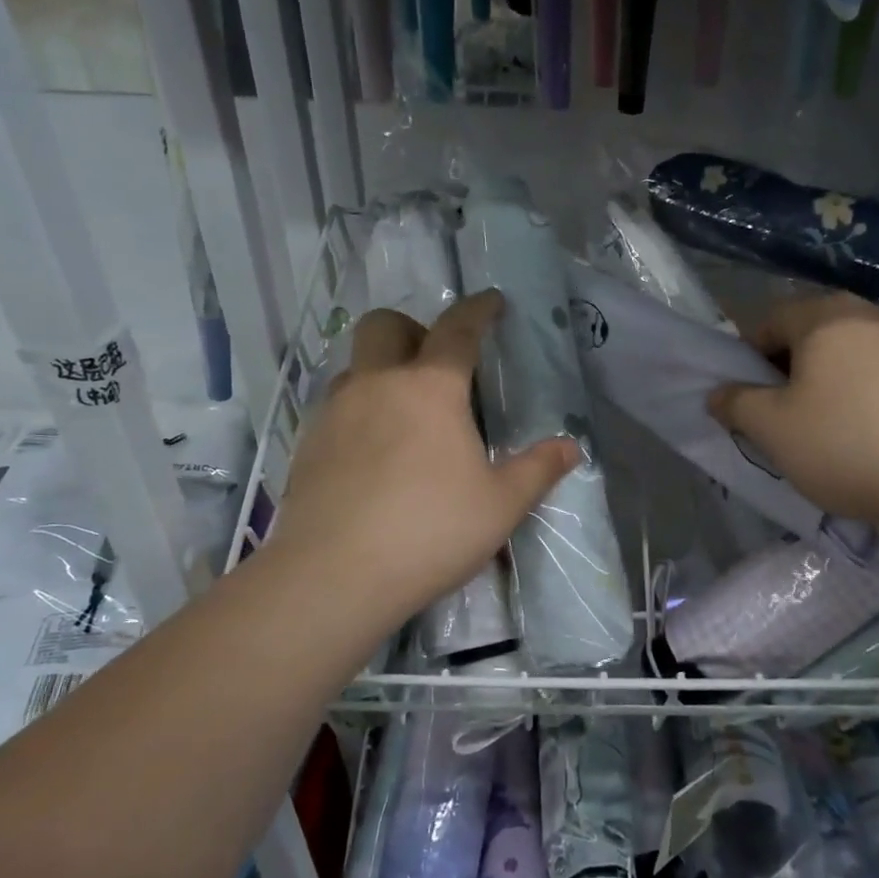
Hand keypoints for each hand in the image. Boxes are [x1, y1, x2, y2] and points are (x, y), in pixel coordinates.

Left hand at [270, 291, 578, 638]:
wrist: (334, 576)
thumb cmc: (430, 530)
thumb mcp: (501, 504)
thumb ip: (537, 469)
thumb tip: (570, 447)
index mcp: (430, 388)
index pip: (457, 330)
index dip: (479, 310)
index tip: (493, 301)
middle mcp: (377, 385)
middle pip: (384, 325)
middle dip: (413, 328)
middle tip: (437, 362)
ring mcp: (335, 413)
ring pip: (355, 365)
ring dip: (382, 370)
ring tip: (406, 413)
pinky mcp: (307, 445)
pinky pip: (336, 406)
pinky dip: (360, 409)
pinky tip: (375, 452)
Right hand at [708, 293, 878, 533]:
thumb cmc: (845, 443)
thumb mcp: (771, 427)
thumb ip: (735, 403)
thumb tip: (718, 393)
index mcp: (825, 316)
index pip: (766, 322)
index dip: (744, 360)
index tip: (742, 402)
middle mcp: (866, 319)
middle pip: (805, 342)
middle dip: (781, 379)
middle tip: (772, 422)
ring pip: (839, 366)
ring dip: (816, 396)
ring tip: (812, 440)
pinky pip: (871, 385)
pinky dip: (851, 407)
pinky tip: (852, 446)